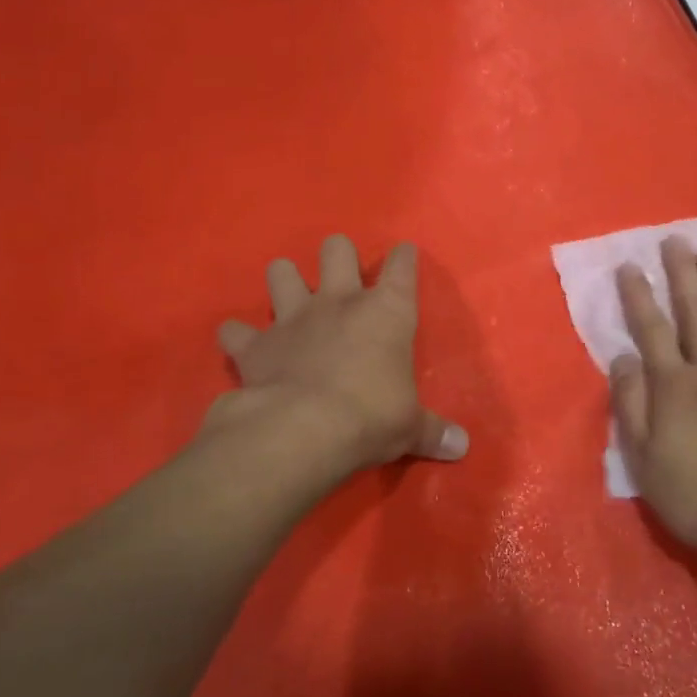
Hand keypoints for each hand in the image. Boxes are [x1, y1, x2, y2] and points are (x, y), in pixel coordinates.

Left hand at [213, 235, 467, 476]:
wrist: (304, 430)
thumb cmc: (372, 417)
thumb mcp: (410, 427)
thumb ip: (433, 431)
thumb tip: (462, 447)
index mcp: (386, 312)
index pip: (401, 266)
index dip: (403, 257)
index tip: (404, 255)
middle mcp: (338, 302)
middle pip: (336, 249)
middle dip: (338, 256)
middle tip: (341, 278)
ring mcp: (292, 318)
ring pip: (280, 272)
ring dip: (284, 281)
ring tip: (289, 299)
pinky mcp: (255, 345)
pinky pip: (234, 330)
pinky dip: (237, 336)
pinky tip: (241, 344)